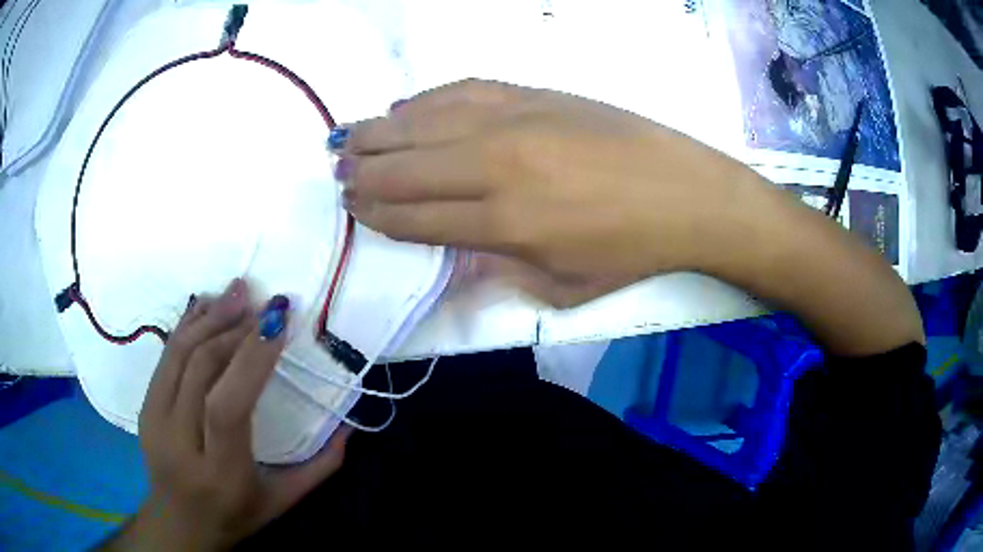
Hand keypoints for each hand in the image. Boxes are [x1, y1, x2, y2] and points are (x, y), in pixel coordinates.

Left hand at [105, 279, 352, 550]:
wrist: (180, 523)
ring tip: (237, 291)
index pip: (227, 406)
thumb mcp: (283, 501)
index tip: (277, 322)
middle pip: (200, 370)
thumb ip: (320, 467)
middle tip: (263, 302)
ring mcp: (155, 421)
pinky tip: (207, 306)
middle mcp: (180, 443)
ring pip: (178, 355)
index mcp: (220, 472)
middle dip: (233, 328)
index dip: (250, 359)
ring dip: (209, 318)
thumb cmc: (236, 515)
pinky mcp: (145, 407)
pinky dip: (187, 326)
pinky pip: (165, 357)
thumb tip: (350, 423)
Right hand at [335, 79, 766, 305]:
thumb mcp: (563, 287)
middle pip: (406, 167)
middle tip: (339, 173)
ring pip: (422, 123)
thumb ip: (499, 271)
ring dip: (377, 133)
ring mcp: (513, 121)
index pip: (415, 217)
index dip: (378, 213)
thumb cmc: (629, 251)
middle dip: (364, 173)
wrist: (685, 192)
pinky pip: (460, 91)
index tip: (354, 208)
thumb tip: (452, 251)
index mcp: (504, 226)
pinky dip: (423, 100)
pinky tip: (402, 106)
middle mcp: (496, 167)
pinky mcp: (532, 93)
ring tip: (348, 138)